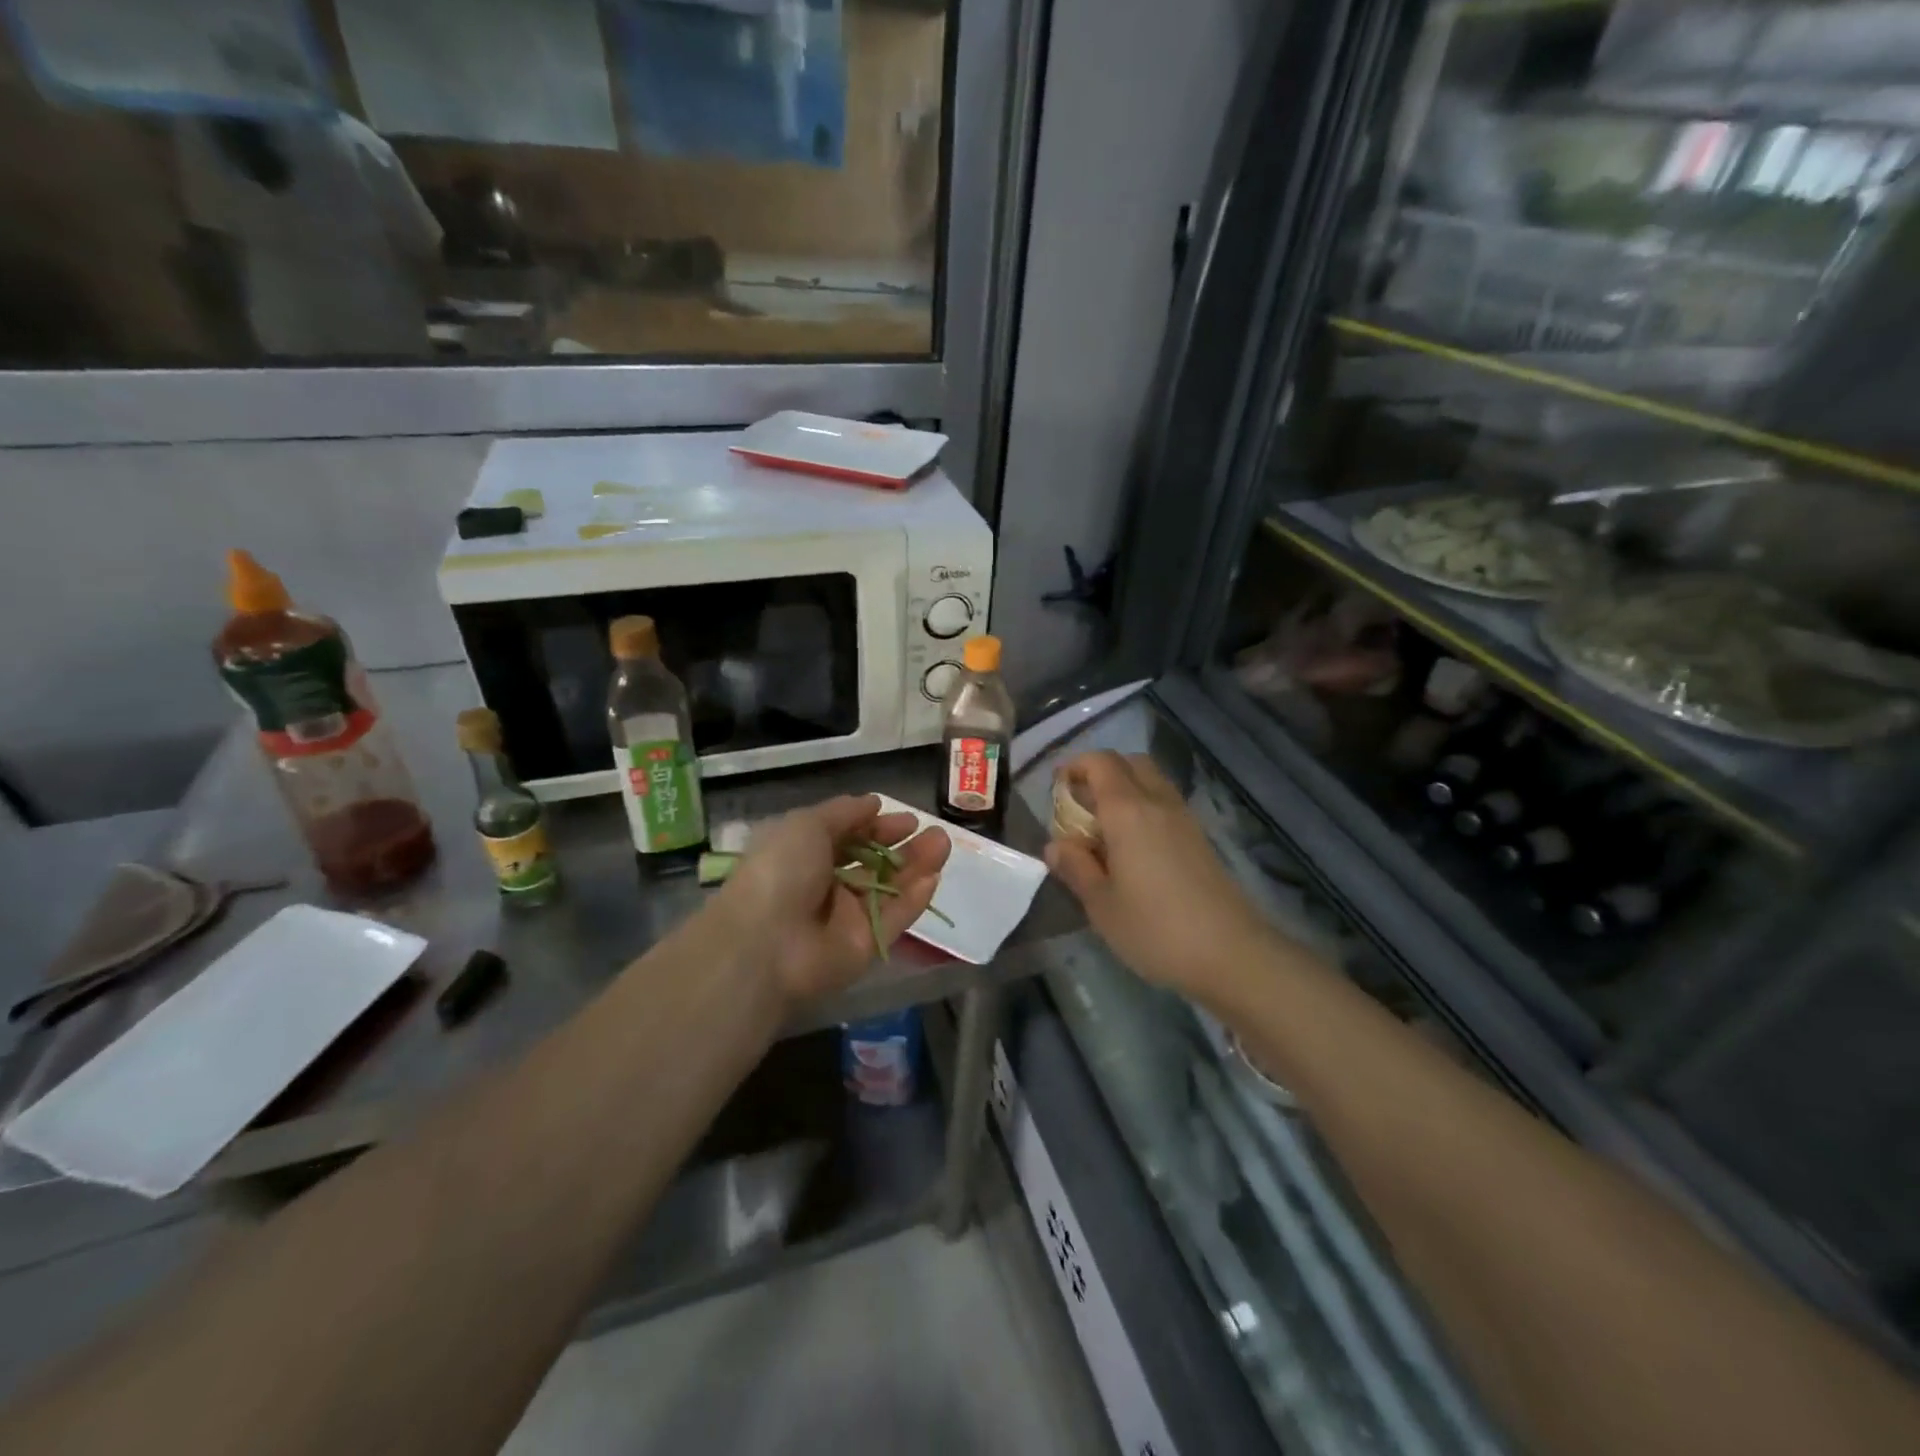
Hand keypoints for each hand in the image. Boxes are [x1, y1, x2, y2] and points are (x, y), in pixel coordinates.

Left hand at [715, 795, 950, 1006]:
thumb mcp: (806, 825)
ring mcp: (848, 916)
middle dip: (903, 846)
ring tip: (943, 844)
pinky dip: (914, 898)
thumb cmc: (781, 871)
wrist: (767, 943)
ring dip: (917, 866)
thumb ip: (843, 813)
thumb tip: (873, 802)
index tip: (906, 819)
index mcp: (806, 855)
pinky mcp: (867, 943)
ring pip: (890, 887)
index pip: (850, 837)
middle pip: (874, 863)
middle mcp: (828, 884)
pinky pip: (895, 917)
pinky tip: (934, 877)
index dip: (877, 826)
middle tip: (934, 832)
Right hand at [1045, 752, 1271, 997]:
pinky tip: (1133, 847)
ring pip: (1151, 781)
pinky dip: (1144, 808)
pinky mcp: (1200, 839)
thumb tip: (1055, 846)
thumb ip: (1076, 868)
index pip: (1100, 763)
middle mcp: (1158, 803)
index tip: (1056, 786)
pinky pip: (1165, 804)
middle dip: (1101, 772)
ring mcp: (1184, 819)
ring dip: (1125, 789)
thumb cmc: (1155, 929)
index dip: (1075, 766)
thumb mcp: (1101, 904)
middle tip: (1080, 803)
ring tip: (1103, 827)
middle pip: (1130, 763)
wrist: (1232, 953)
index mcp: (1128, 811)